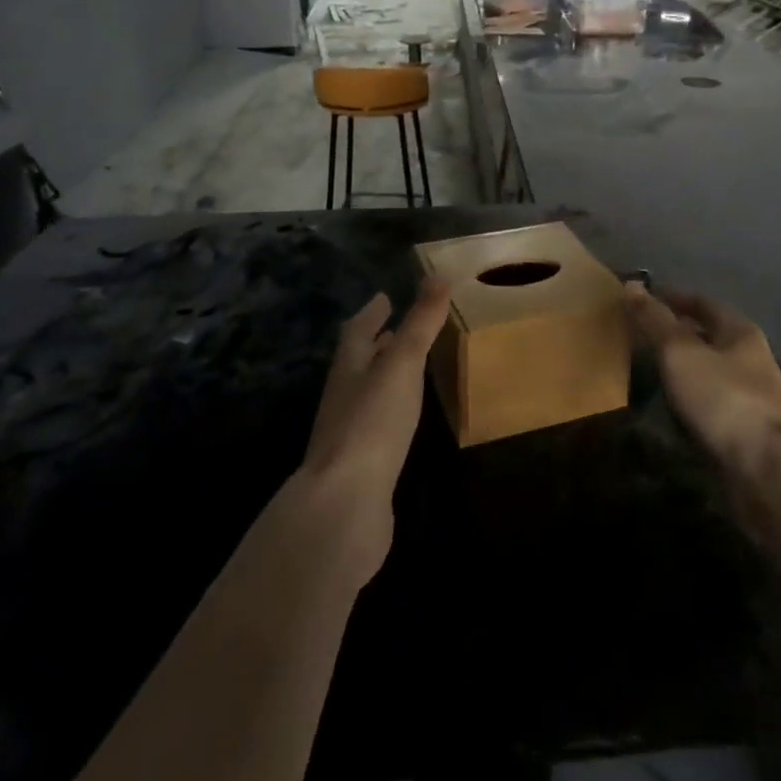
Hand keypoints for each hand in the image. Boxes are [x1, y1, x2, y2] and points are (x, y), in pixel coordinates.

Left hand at [297, 279, 450, 578]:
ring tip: (405, 369)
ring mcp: (349, 434)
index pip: (357, 331)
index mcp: (349, 368)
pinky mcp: (361, 467)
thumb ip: (420, 323)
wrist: (344, 505)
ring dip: (382, 377)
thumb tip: (437, 275)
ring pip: (366, 394)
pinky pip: (376, 427)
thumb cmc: (372, 423)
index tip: (383, 298)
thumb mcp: (401, 365)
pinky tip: (404, 421)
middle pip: (357, 362)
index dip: (371, 313)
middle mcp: (344, 396)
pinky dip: (389, 412)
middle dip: (375, 343)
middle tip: (395, 328)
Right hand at [624, 282, 780, 478]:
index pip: (702, 302)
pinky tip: (674, 409)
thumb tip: (632, 284)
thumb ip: (655, 319)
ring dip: (685, 369)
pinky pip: (713, 403)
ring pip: (712, 370)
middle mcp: (752, 357)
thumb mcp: (680, 352)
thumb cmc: (723, 398)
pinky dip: (692, 399)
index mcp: (740, 331)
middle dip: (678, 334)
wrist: (767, 470)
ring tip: (652, 372)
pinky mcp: (750, 429)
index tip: (643, 301)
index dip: (673, 298)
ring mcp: (754, 396)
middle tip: (642, 337)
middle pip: (710, 336)